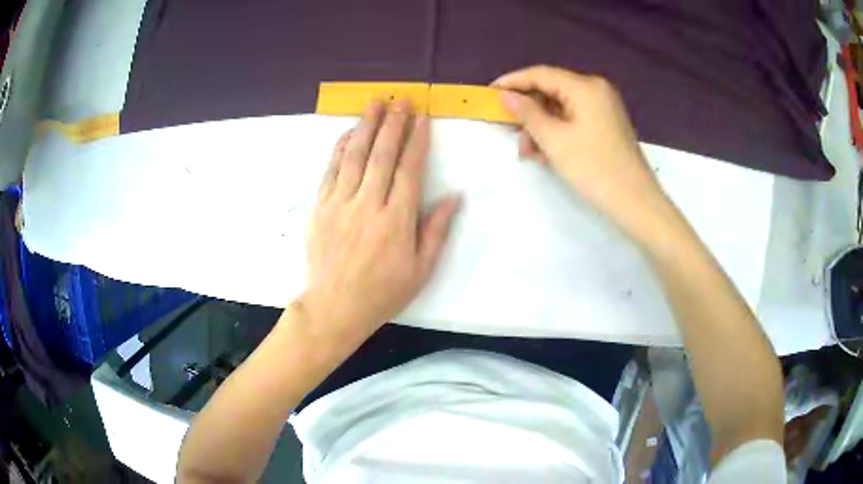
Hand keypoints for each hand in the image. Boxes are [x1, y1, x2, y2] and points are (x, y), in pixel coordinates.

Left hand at [297, 100, 458, 345]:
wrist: (334, 307)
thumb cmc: (382, 292)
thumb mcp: (420, 270)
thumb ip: (436, 230)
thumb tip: (453, 196)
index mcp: (396, 220)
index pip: (409, 169)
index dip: (416, 141)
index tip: (421, 118)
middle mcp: (367, 204)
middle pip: (381, 155)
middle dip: (393, 124)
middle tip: (400, 101)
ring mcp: (339, 203)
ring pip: (354, 156)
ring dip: (365, 126)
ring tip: (374, 104)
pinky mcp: (320, 207)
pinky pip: (330, 170)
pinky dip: (340, 148)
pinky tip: (348, 132)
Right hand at [493, 66, 665, 233]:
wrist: (636, 202)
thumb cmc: (594, 169)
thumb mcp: (555, 140)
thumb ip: (527, 113)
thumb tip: (506, 96)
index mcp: (585, 87)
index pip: (541, 74)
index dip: (512, 81)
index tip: (489, 93)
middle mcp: (596, 90)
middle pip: (551, 91)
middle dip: (528, 111)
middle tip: (507, 130)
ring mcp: (603, 108)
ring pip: (561, 108)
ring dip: (540, 126)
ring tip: (527, 152)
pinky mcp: (606, 125)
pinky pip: (573, 120)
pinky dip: (557, 132)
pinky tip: (545, 153)